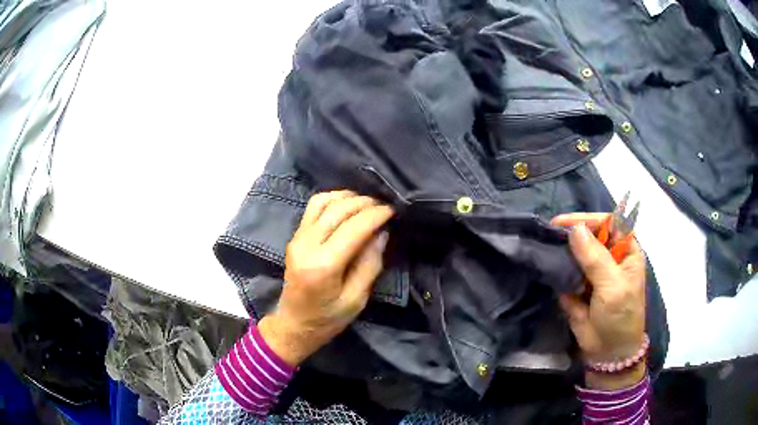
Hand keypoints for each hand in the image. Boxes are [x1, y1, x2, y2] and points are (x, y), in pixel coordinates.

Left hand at [258, 190, 393, 366]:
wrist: (294, 324)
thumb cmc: (328, 318)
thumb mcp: (356, 299)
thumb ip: (370, 264)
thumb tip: (382, 232)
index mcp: (323, 265)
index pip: (353, 228)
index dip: (376, 215)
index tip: (394, 210)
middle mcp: (306, 245)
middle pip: (338, 210)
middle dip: (365, 203)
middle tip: (385, 206)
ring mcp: (297, 238)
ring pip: (323, 202)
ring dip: (348, 197)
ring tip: (368, 203)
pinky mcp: (295, 236)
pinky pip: (313, 207)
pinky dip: (332, 200)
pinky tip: (347, 204)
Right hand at [551, 213, 646, 389]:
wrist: (608, 353)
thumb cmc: (620, 316)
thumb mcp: (612, 286)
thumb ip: (595, 258)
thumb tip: (575, 229)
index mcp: (625, 251)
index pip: (608, 223)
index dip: (588, 219)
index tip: (563, 223)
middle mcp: (609, 257)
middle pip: (589, 235)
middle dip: (571, 234)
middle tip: (548, 235)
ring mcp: (592, 272)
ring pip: (575, 253)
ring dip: (561, 251)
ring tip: (543, 249)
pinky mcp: (577, 286)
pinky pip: (566, 272)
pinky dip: (556, 270)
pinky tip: (545, 267)